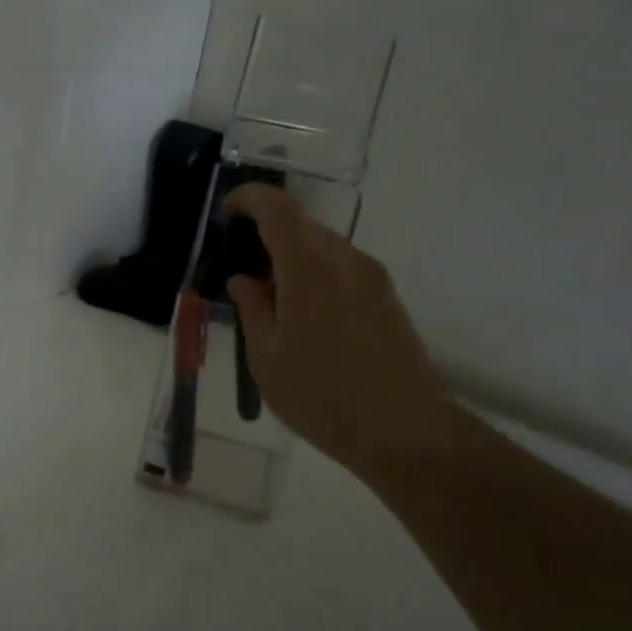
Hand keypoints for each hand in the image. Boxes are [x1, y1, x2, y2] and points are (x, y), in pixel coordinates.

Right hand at [224, 184, 458, 475]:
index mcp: (309, 267)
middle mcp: (346, 260)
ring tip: (270, 301)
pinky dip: (315, 276)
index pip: (278, 209)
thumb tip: (245, 279)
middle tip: (242, 270)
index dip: (250, 199)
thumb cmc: (321, 395)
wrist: (404, 431)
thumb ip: (252, 308)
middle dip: (268, 235)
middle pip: (302, 226)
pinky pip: (342, 270)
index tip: (227, 210)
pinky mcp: (387, 300)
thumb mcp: (266, 356)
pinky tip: (303, 317)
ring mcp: (373, 279)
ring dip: (292, 260)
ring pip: (324, 249)